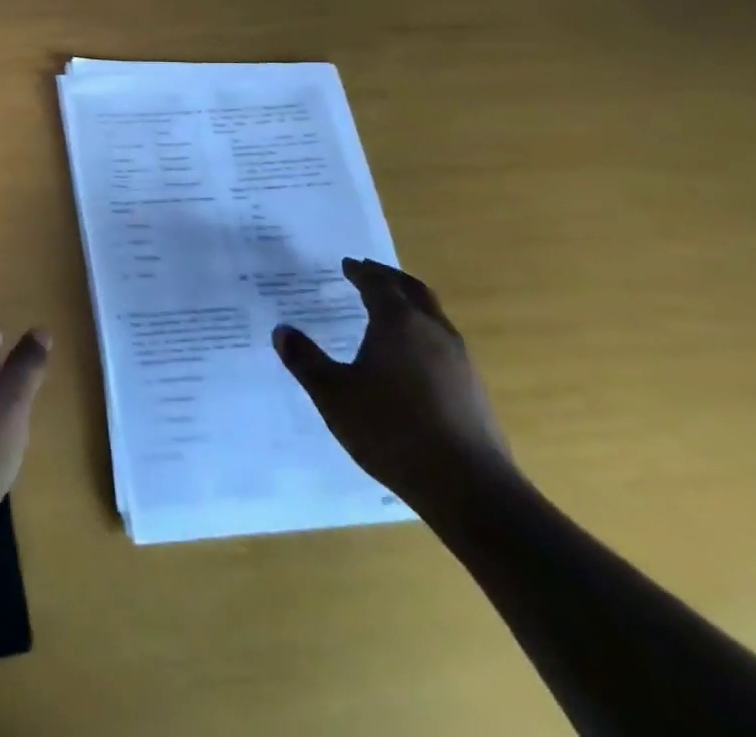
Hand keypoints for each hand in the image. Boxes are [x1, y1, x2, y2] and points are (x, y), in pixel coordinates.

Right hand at [273, 258, 513, 514]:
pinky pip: (444, 344)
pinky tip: (411, 358)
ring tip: (389, 312)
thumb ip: (305, 360)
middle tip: (369, 273)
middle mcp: (433, 331)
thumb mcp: (333, 395)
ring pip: (433, 316)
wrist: (471, 489)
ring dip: (410, 304)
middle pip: (413, 290)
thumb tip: (281, 331)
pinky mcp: (474, 389)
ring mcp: (460, 360)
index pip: (377, 283)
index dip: (360, 272)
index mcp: (398, 322)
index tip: (347, 265)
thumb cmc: (392, 430)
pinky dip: (423, 333)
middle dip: (389, 278)